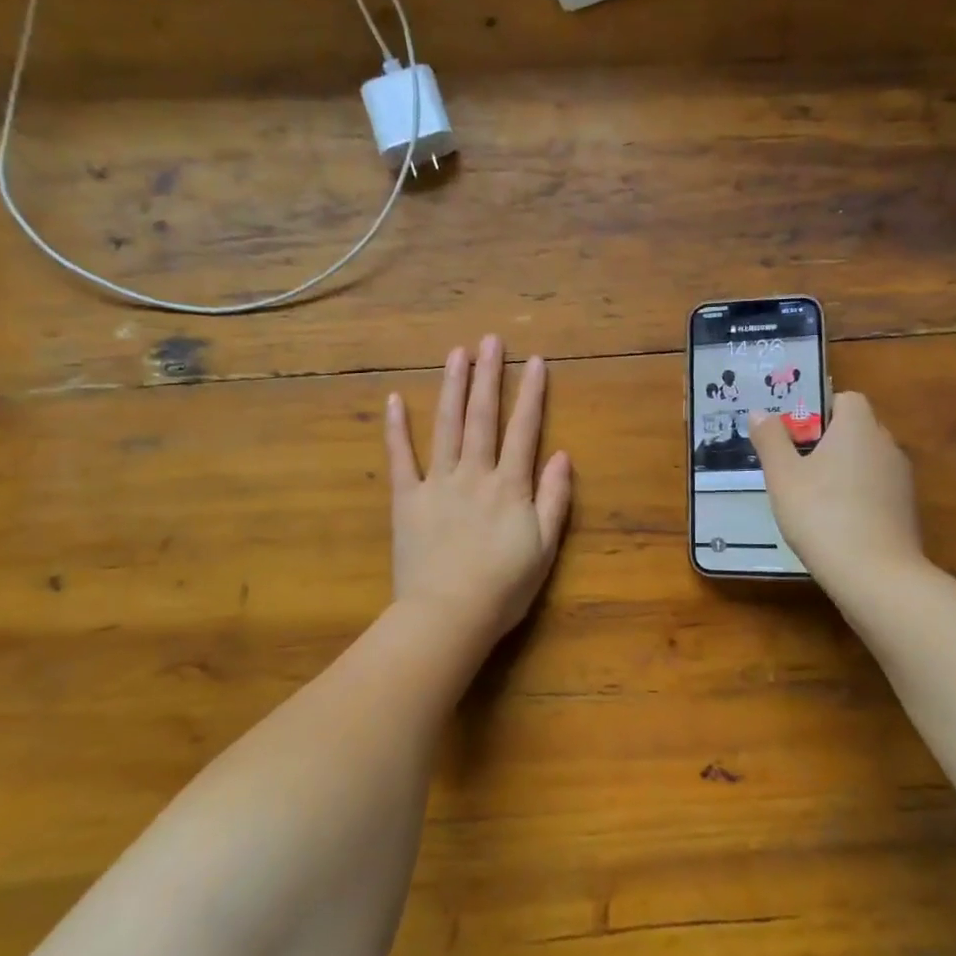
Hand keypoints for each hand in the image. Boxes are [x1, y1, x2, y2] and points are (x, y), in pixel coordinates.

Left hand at [385, 335, 573, 653]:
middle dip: (488, 375)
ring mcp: (437, 483)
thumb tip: (562, 455)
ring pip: (446, 426)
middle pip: (482, 416)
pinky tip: (393, 400)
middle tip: (490, 339)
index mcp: (509, 485)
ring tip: (456, 354)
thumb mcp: (544, 548)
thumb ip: (554, 499)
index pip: (523, 429)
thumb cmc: (503, 587)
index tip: (535, 361)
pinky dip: (396, 429)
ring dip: (451, 387)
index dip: (530, 394)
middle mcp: (473, 473)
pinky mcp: (406, 499)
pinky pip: (400, 459)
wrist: (448, 616)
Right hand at [751, 392, 926, 584]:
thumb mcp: (783, 476)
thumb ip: (770, 440)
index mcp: (858, 427)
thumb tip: (760, 412)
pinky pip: (876, 489)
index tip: (794, 434)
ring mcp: (901, 479)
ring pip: (866, 461)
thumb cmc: (821, 514)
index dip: (819, 410)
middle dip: (827, 441)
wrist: (875, 575)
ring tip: (810, 496)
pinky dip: (857, 496)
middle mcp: (886, 445)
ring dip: (842, 470)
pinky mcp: (906, 510)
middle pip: (856, 429)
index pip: (846, 399)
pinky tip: (834, 522)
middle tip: (794, 465)